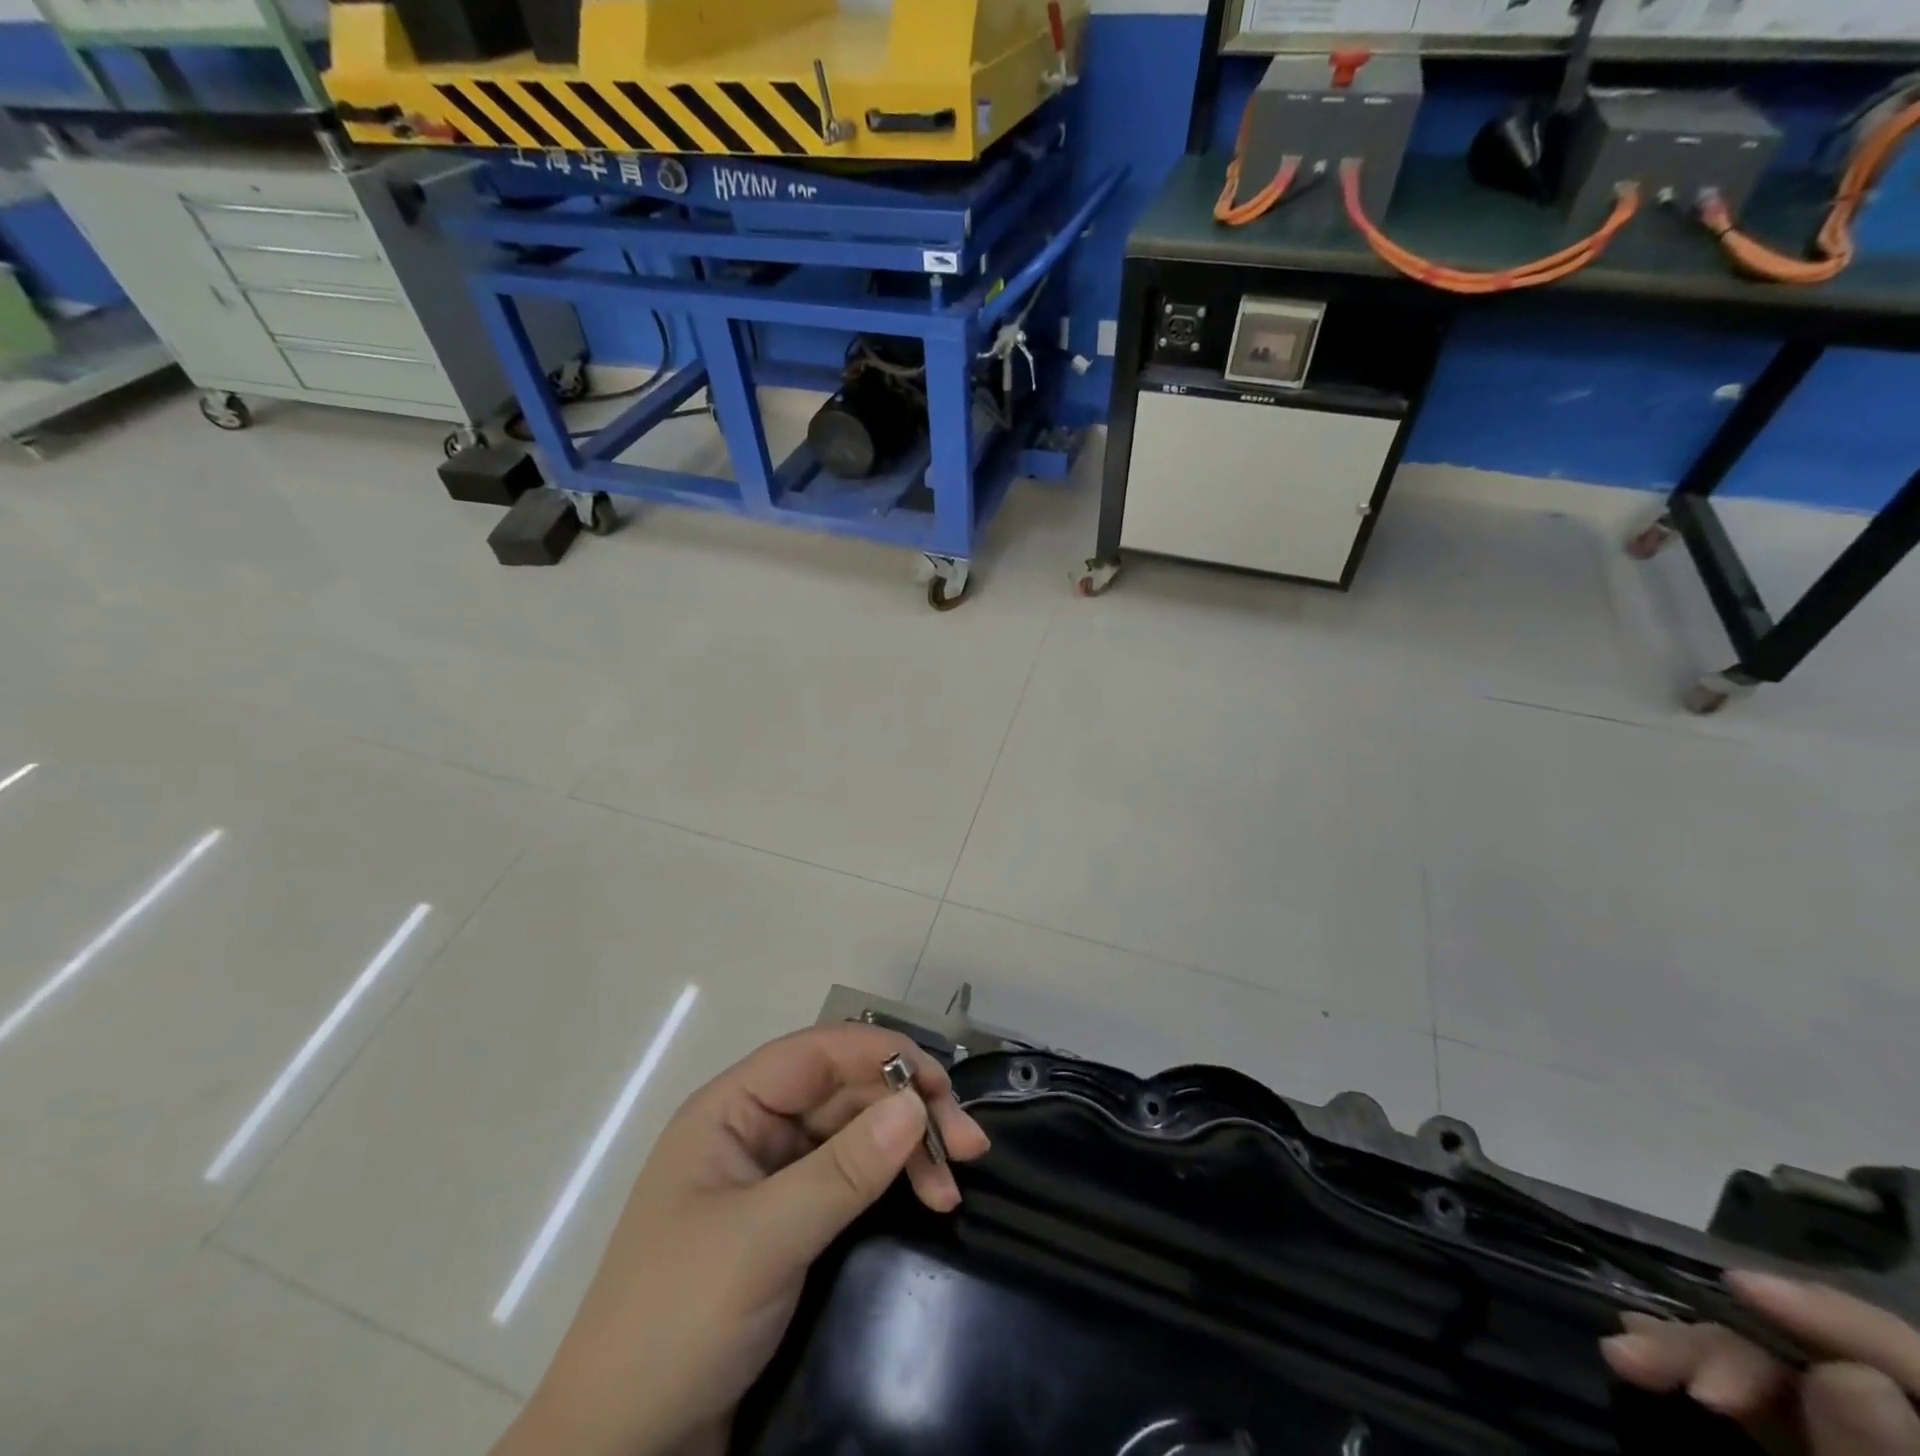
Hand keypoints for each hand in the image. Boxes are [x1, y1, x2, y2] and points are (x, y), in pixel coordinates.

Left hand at [490, 1024, 988, 1455]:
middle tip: (967, 1147)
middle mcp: (755, 1131)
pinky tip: (928, 1202)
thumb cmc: (676, 1324)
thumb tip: (914, 1103)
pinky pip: (852, 1183)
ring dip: (907, 1150)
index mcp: (731, 1110)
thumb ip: (842, 1170)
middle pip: (844, 1092)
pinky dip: (891, 1186)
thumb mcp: (762, 1241)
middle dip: (906, 1109)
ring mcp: (774, 1180)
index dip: (882, 1056)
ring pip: (855, 1136)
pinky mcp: (791, 1226)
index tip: (941, 1086)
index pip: (818, 1053)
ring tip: (953, 1187)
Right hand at [1603, 1271, 1919, 1452]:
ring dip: (1692, 1354)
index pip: (1910, 1362)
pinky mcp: (1802, 1448)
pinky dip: (1695, 1370)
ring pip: (1773, 1371)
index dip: (1833, 1317)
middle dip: (1724, 1348)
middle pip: (1823, 1361)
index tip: (1737, 1285)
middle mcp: (1897, 1429)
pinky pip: (1755, 1399)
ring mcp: (1849, 1440)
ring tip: (1624, 1359)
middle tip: (1645, 1361)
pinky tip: (1644, 1356)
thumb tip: (1849, 1377)